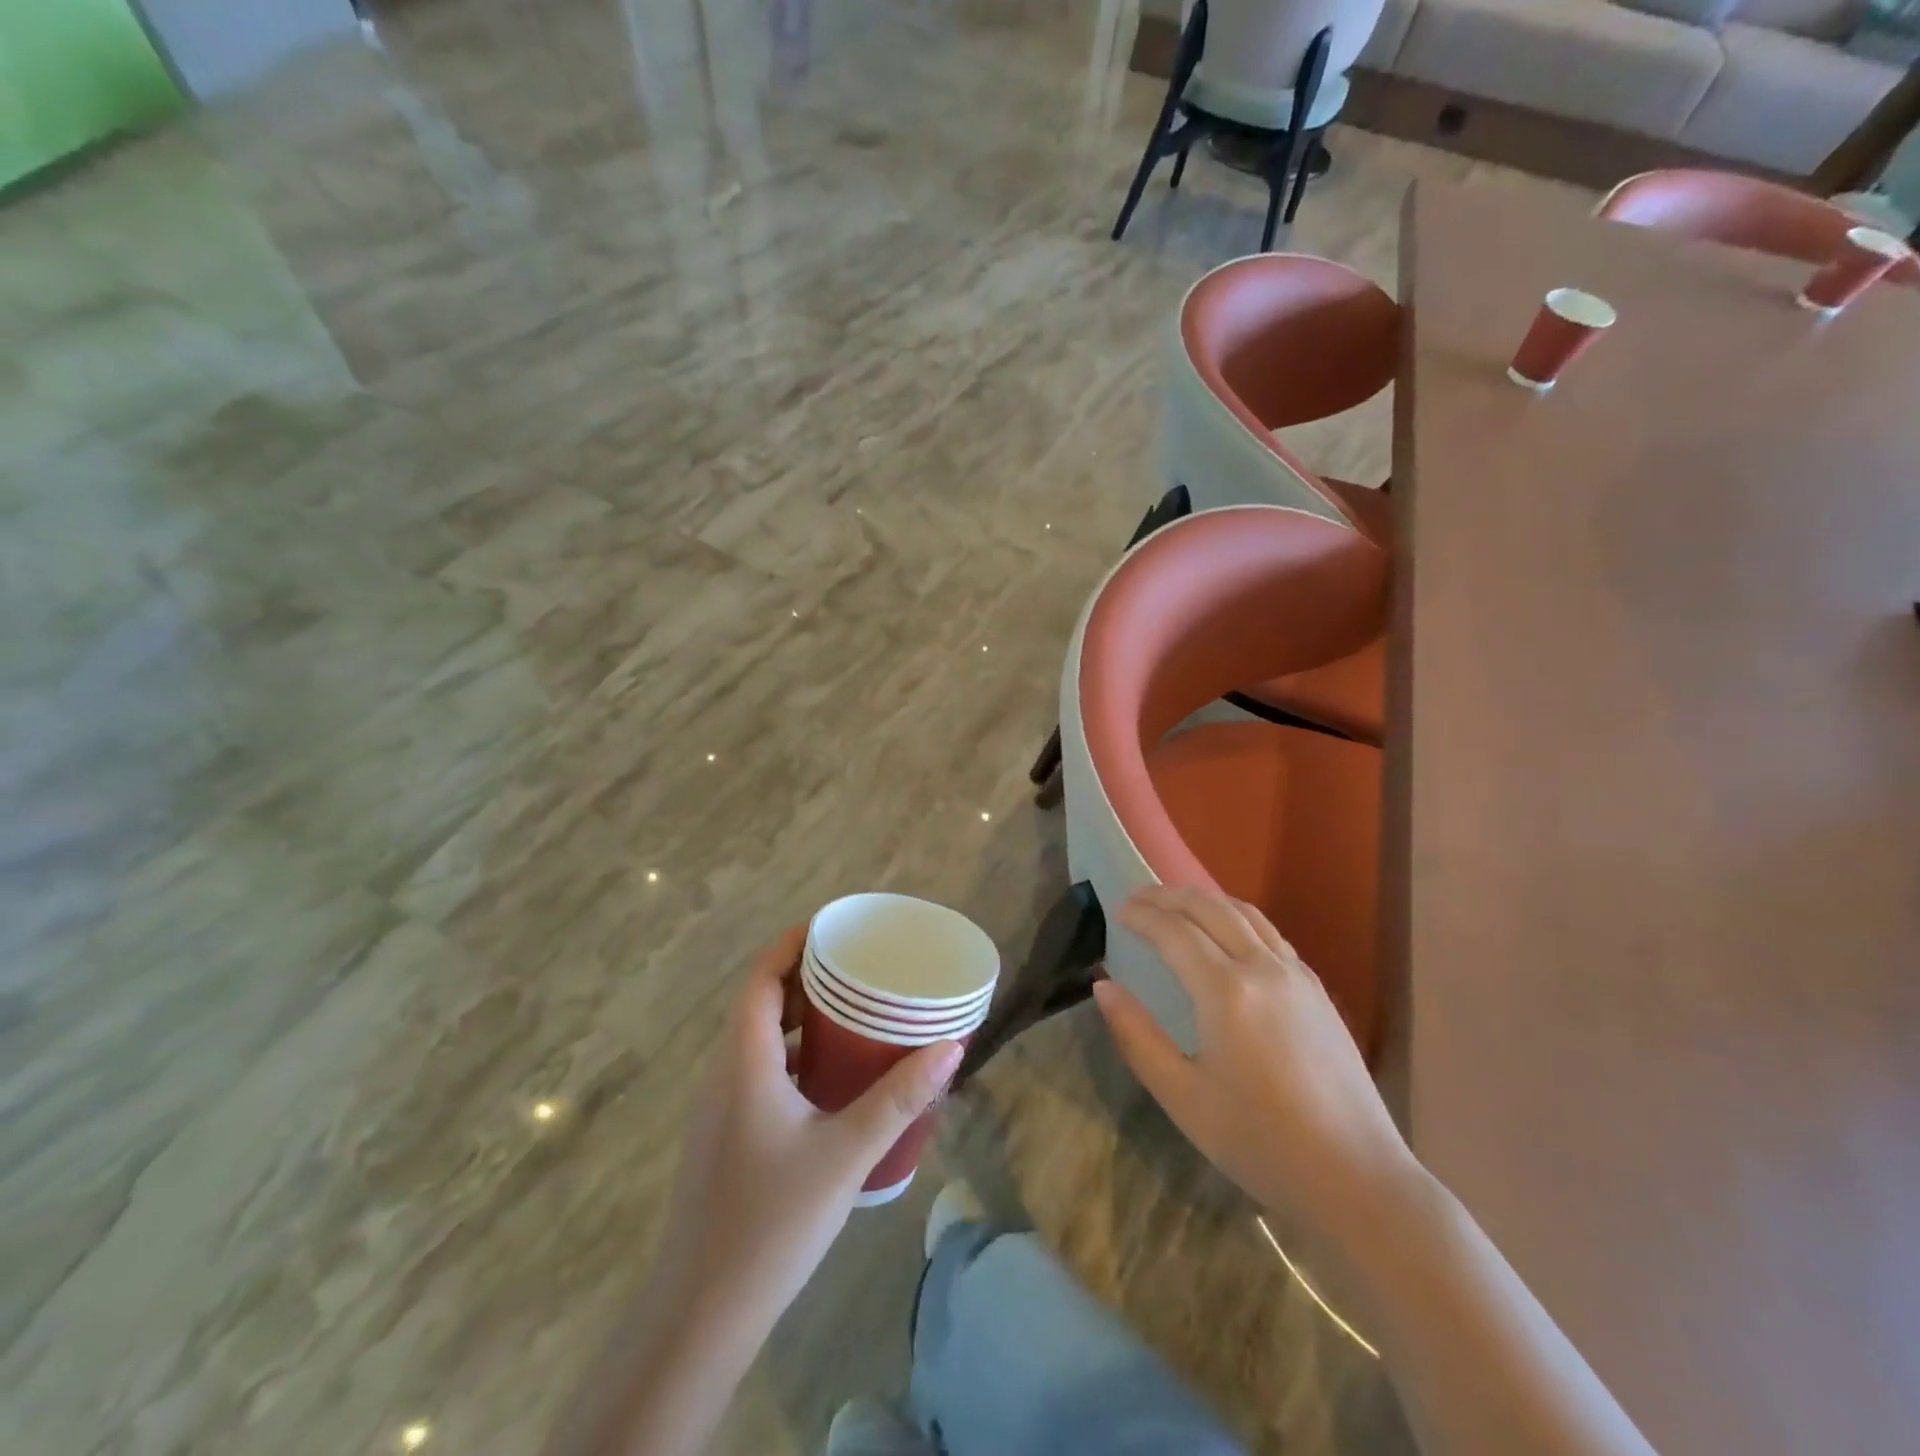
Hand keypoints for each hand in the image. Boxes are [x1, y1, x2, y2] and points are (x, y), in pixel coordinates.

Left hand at [650, 926, 962, 1335]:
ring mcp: (721, 1108)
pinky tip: (834, 1079)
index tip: (834, 928)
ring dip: (802, 1019)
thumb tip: (951, 1047)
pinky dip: (796, 1056)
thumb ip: (899, 1098)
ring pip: (761, 1040)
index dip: (792, 944)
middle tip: (860, 967)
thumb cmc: (771, 1221)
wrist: (701, 1315)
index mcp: (744, 1061)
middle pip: (761, 1002)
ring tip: (856, 1012)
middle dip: (807, 977)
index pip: (761, 977)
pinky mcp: (726, 1137)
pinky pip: (761, 1072)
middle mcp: (725, 1073)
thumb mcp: (846, 1153)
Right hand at [1092, 886, 1415, 1229]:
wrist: (1357, 1179)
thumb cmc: (1261, 1143)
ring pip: (1245, 913)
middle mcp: (1263, 968)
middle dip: (1169, 896)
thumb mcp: (1183, 1098)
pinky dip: (1237, 917)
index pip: (1174, 931)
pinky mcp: (1318, 991)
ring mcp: (1297, 975)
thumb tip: (1103, 987)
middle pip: (1210, 908)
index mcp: (1226, 992)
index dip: (1142, 915)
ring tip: (1177, 904)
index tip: (1117, 911)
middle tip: (1138, 898)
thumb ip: (1137, 1036)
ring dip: (1205, 900)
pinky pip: (1270, 933)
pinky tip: (1228, 936)